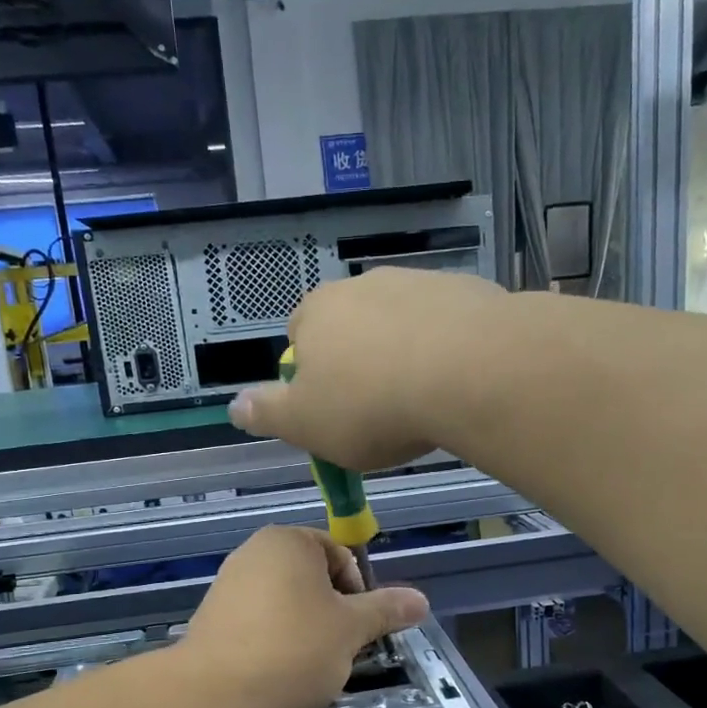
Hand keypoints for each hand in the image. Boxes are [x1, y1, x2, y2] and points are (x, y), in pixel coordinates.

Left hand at [181, 526, 428, 707]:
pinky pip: (257, 623)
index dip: (359, 592)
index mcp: (289, 541)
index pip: (340, 555)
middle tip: (339, 650)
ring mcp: (227, 584)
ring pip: (285, 604)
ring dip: (305, 630)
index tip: (359, 629)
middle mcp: (253, 552)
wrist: (216, 692)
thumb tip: (421, 600)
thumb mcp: (352, 629)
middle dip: (332, 614)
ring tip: (308, 667)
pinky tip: (277, 673)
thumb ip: (386, 610)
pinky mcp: (211, 618)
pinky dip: (274, 642)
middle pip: (312, 579)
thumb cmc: (294, 647)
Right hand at [228, 268, 506, 471]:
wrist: (471, 372)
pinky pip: (445, 325)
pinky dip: (446, 349)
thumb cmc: (372, 405)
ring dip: (404, 354)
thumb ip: (266, 414)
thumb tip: (235, 405)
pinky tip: (458, 382)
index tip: (332, 412)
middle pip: (352, 328)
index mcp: (317, 313)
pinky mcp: (466, 291)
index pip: (299, 338)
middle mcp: (363, 286)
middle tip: (379, 411)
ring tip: (423, 400)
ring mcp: (418, 283)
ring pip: (400, 324)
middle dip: (359, 363)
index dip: (311, 377)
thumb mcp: (305, 424)